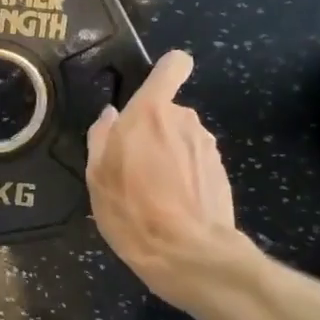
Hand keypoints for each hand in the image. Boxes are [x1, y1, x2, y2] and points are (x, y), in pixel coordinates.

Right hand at [86, 50, 246, 306]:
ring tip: (152, 194)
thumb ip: (102, 138)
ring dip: (169, 156)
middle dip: (154, 132)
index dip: (165, 73)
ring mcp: (208, 146)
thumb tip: (111, 116)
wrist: (186, 253)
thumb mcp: (97, 176)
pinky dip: (185, 177)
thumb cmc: (131, 210)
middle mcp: (185, 120)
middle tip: (133, 168)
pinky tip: (173, 207)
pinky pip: (196, 164)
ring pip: (183, 140)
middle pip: (169, 112)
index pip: (173, 66)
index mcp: (151, 112)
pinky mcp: (222, 172)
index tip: (149, 97)